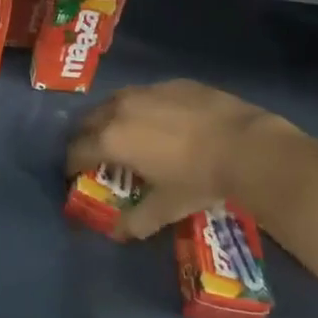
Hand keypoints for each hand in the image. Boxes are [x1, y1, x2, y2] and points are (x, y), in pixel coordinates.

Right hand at [65, 80, 292, 240]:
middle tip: (96, 155)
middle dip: (86, 138)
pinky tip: (161, 121)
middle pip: (88, 121)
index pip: (76, 151)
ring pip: (115, 101)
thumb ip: (136, 221)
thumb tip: (118, 233)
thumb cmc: (198, 179)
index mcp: (111, 139)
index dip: (71, 165)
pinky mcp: (172, 83)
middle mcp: (120, 109)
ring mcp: (147, 91)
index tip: (74, 175)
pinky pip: (146, 94)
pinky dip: (143, 107)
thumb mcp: (165, 208)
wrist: (246, 146)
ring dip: (111, 118)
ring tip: (125, 134)